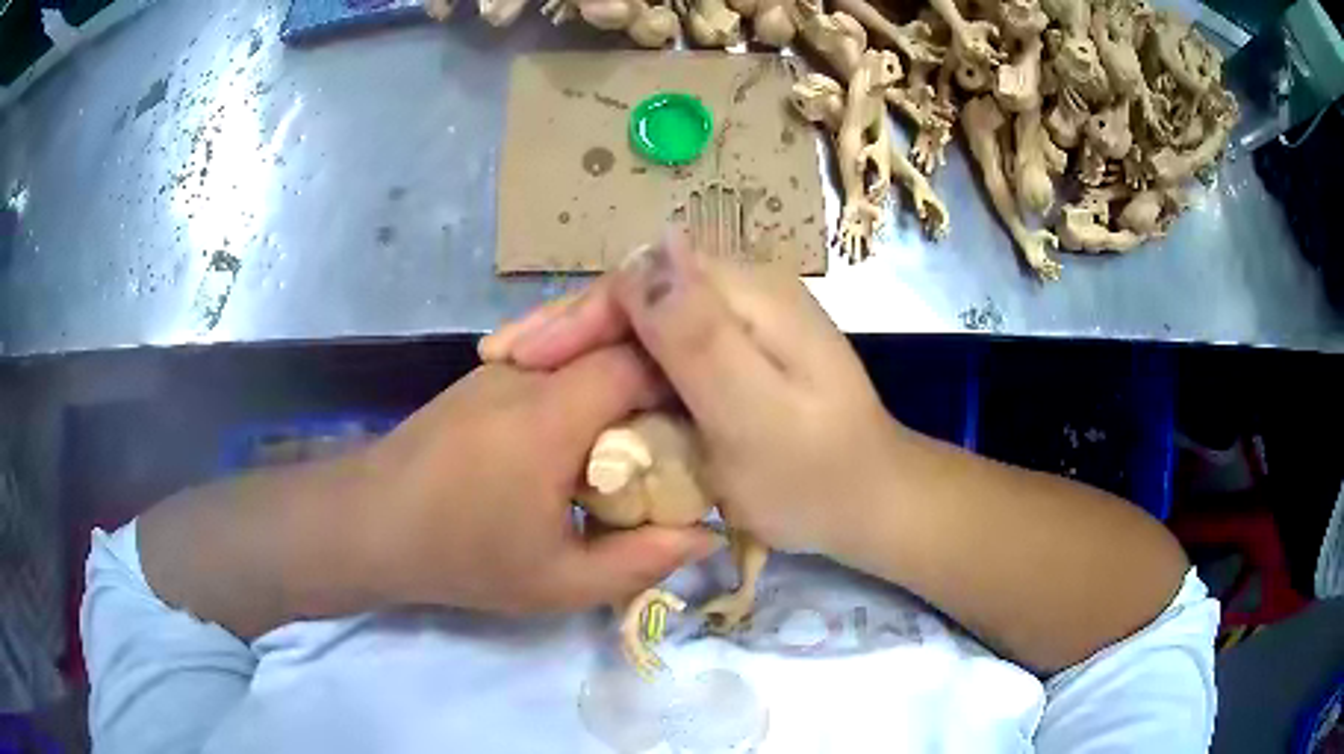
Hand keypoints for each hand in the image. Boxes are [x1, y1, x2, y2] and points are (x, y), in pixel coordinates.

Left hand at [357, 346, 720, 613]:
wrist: (369, 522)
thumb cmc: (463, 555)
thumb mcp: (560, 582)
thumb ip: (643, 561)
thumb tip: (708, 532)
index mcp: (553, 415)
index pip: (642, 359)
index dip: (687, 381)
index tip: (711, 423)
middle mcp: (530, 371)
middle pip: (617, 346)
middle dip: (660, 383)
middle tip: (681, 437)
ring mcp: (503, 366)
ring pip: (585, 352)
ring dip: (620, 387)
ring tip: (637, 440)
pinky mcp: (485, 375)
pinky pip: (554, 366)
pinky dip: (584, 392)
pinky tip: (580, 440)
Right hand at [480, 232, 905, 555]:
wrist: (869, 501)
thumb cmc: (814, 474)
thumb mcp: (755, 413)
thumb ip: (702, 335)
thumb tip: (647, 252)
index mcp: (747, 293)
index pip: (637, 282)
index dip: (572, 318)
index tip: (515, 361)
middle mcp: (741, 290)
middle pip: (634, 296)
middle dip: (565, 328)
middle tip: (501, 363)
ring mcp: (739, 320)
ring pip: (641, 321)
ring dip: (582, 346)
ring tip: (523, 377)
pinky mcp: (735, 351)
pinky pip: (660, 348)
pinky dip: (615, 365)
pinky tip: (582, 389)